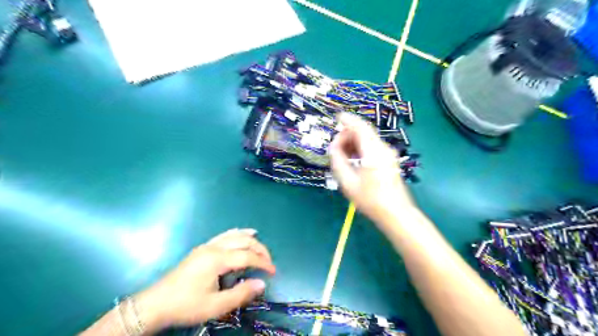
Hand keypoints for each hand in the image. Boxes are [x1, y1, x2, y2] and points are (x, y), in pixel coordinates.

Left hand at [133, 230, 274, 331]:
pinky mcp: (201, 249)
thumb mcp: (215, 306)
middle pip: (243, 241)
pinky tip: (241, 233)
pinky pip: (223, 235)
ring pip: (233, 235)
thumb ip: (241, 294)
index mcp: (217, 259)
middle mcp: (213, 247)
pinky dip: (236, 233)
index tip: (273, 272)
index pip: (247, 256)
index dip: (263, 262)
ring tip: (260, 243)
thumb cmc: (186, 305)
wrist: (155, 304)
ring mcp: (206, 246)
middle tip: (269, 262)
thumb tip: (262, 284)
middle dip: (259, 249)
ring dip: (249, 239)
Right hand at [329, 114, 415, 221]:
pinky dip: (360, 148)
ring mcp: (388, 154)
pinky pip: (372, 147)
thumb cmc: (370, 200)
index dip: (348, 120)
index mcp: (373, 152)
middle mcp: (383, 149)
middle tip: (334, 147)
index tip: (337, 117)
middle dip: (347, 135)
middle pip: (364, 132)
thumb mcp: (348, 182)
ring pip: (368, 140)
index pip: (361, 128)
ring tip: (341, 154)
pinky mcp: (389, 160)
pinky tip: (352, 158)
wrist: (395, 213)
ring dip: (353, 142)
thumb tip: (333, 148)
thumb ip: (338, 162)